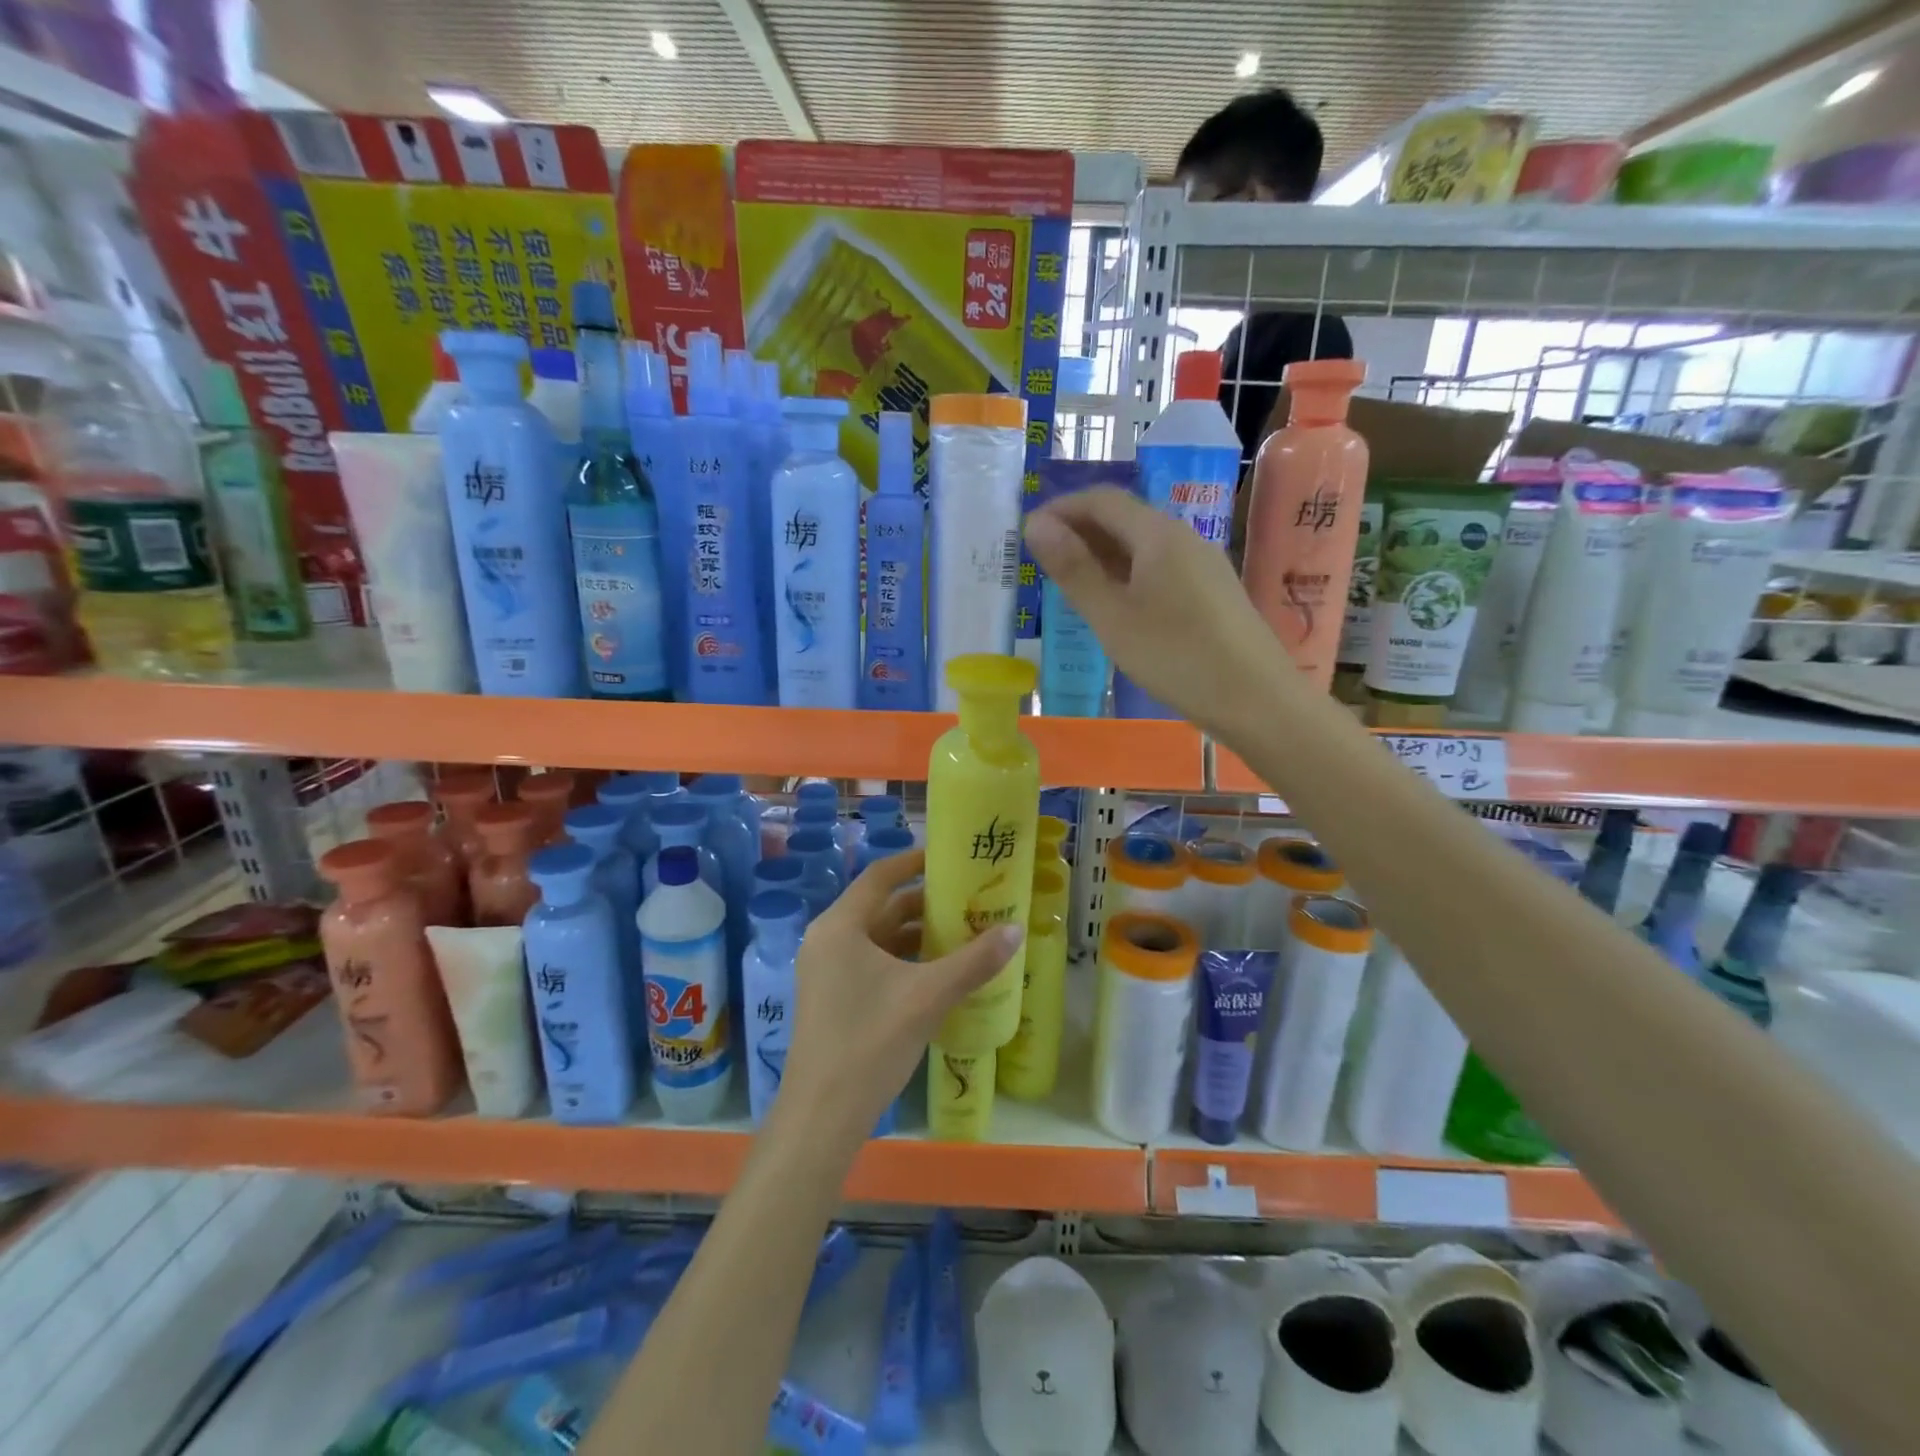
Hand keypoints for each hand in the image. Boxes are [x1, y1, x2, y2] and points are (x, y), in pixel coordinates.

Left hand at [778, 849, 1020, 1140]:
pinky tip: (937, 971)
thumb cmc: (871, 1041)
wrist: (823, 1115)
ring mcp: (826, 970)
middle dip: (924, 903)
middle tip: (968, 898)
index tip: (949, 857)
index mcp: (840, 926)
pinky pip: (871, 962)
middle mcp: (828, 940)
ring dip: (915, 934)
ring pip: (877, 938)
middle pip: (880, 907)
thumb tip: (1015, 931)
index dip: (914, 861)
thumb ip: (974, 961)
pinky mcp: (832, 997)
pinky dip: (903, 960)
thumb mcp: (928, 996)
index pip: (880, 876)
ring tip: (961, 932)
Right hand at [1024, 487, 1293, 737]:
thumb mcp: (1113, 617)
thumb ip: (1074, 570)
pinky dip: (1127, 574)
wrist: (1257, 700)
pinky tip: (1115, 605)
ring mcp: (1203, 565)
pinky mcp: (1212, 592)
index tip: (1027, 534)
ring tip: (1071, 584)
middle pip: (1125, 518)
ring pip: (1143, 546)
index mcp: (1159, 535)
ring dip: (1103, 555)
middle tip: (1043, 561)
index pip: (1102, 500)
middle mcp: (1184, 538)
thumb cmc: (1176, 657)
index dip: (1061, 509)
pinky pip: (1160, 568)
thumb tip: (1036, 524)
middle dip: (1080, 531)